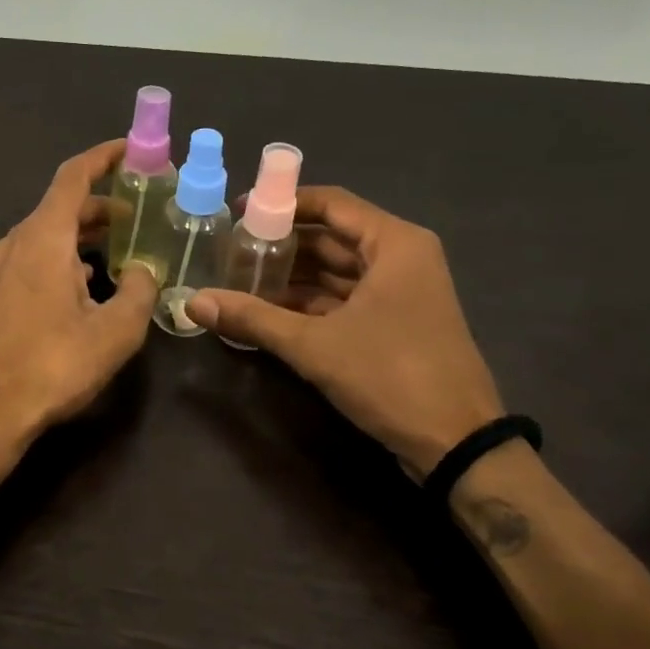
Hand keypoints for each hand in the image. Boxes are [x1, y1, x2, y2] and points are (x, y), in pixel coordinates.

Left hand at [0, 140, 158, 449]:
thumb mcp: (115, 331)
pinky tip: (86, 286)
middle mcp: (15, 242)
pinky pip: (33, 259)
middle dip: (103, 205)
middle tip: (141, 215)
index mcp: (43, 238)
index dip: (103, 157)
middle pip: (61, 207)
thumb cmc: (53, 365)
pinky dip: (63, 257)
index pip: (73, 177)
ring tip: (122, 251)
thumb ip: (139, 291)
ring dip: (84, 235)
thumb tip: (144, 271)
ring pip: (47, 235)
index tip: (131, 150)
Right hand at [185, 187, 503, 476]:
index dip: (283, 204)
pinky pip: (346, 298)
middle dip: (282, 245)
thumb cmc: (391, 376)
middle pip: (332, 237)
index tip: (239, 213)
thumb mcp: (314, 345)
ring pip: (337, 271)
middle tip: (232, 251)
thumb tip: (192, 302)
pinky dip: (311, 303)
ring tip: (241, 279)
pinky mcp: (396, 323)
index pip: (331, 204)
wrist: (457, 445)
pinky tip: (269, 311)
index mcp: (394, 244)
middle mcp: (401, 258)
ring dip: (293, 277)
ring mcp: (401, 292)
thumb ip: (253, 318)